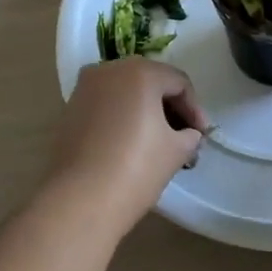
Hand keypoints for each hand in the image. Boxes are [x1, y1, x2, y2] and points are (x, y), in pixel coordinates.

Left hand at [46, 59, 209, 228]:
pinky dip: (122, 118)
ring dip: (146, 112)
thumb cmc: (136, 168)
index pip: (178, 82)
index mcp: (139, 72)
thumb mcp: (176, 151)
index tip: (202, 136)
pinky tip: (131, 144)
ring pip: (125, 93)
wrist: (79, 200)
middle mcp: (108, 70)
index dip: (195, 109)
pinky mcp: (69, 110)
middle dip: (170, 109)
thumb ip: (190, 135)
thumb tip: (189, 134)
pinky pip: (106, 105)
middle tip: (185, 137)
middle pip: (150, 82)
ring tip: (160, 143)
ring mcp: (84, 89)